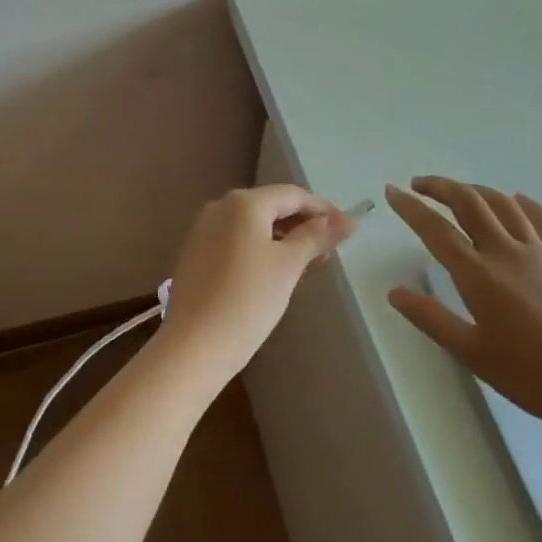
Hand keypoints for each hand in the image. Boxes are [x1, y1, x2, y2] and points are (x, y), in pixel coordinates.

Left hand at [159, 185, 354, 388]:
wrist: (194, 346)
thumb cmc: (248, 300)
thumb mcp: (289, 266)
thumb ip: (317, 237)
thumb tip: (347, 220)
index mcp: (244, 202)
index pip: (293, 195)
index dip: (324, 210)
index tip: (347, 231)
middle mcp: (220, 206)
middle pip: (271, 206)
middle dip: (303, 225)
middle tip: (328, 253)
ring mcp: (203, 229)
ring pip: (253, 224)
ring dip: (282, 237)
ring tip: (305, 265)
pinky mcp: (195, 252)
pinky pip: (235, 239)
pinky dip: (259, 248)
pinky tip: (272, 272)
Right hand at [386, 177, 541, 434]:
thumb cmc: (533, 376)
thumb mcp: (473, 354)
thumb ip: (431, 319)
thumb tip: (394, 292)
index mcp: (479, 275)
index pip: (436, 230)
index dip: (410, 207)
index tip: (392, 192)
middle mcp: (506, 252)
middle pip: (469, 203)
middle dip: (440, 186)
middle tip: (420, 184)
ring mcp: (541, 251)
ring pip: (503, 204)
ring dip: (476, 190)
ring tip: (459, 191)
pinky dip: (523, 203)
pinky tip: (515, 200)